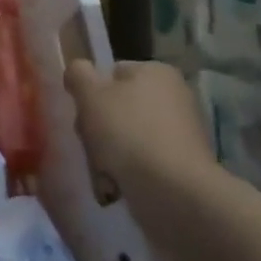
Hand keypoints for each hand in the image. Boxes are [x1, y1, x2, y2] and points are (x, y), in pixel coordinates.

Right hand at [62, 59, 215, 206]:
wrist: (172, 191)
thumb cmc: (127, 132)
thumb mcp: (90, 95)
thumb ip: (78, 74)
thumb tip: (77, 69)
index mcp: (157, 72)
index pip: (111, 73)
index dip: (91, 92)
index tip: (82, 112)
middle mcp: (175, 96)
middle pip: (118, 106)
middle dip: (98, 126)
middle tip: (90, 142)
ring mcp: (181, 132)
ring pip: (126, 135)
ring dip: (108, 151)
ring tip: (103, 167)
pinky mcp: (182, 164)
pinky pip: (142, 160)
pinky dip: (126, 170)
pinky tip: (118, 183)